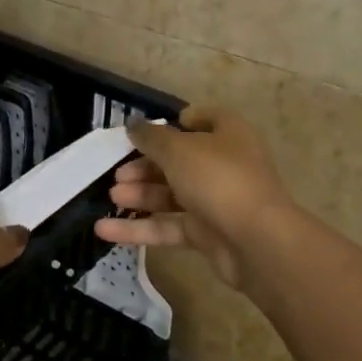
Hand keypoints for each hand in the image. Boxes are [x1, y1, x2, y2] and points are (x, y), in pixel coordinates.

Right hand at [93, 106, 296, 287]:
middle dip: (146, 166)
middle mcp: (224, 165)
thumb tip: (133, 124)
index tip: (147, 131)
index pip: (205, 119)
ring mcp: (216, 201)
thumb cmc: (218, 179)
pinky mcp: (207, 234)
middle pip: (180, 160)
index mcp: (228, 135)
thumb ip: (152, 137)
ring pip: (172, 195)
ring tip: (112, 196)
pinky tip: (104, 230)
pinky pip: (168, 227)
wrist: (256, 241)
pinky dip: (138, 228)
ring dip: (141, 194)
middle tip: (118, 172)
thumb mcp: (179, 150)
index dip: (178, 122)